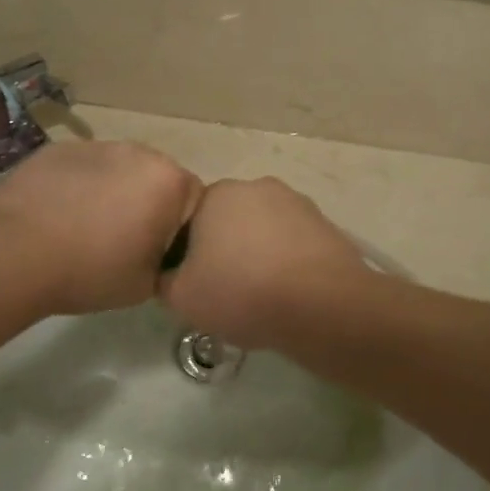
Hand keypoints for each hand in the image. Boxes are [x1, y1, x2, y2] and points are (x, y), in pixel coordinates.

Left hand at [0, 142, 202, 315]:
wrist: (15, 254)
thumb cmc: (91, 271)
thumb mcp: (147, 284)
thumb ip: (166, 260)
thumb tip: (160, 252)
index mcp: (169, 181)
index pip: (192, 201)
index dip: (176, 229)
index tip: (154, 252)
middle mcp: (140, 152)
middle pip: (156, 178)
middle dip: (145, 202)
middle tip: (120, 240)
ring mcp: (98, 145)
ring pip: (118, 169)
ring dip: (112, 191)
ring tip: (84, 226)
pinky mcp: (60, 148)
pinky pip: (83, 167)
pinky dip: (79, 185)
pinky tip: (57, 214)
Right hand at [160, 178, 370, 349]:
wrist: (321, 304)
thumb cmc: (242, 292)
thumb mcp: (182, 297)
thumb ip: (165, 280)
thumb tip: (172, 274)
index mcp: (217, 193)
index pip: (190, 218)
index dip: (189, 252)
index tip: (194, 281)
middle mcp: (257, 186)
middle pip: (229, 220)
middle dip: (225, 248)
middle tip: (225, 289)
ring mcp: (296, 202)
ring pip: (263, 230)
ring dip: (258, 253)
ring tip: (260, 295)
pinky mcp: (324, 223)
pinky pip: (293, 242)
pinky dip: (287, 261)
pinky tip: (288, 291)